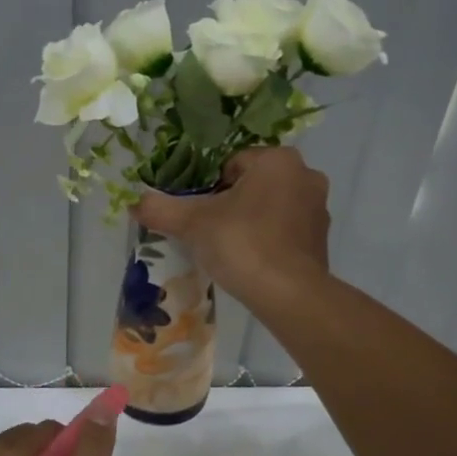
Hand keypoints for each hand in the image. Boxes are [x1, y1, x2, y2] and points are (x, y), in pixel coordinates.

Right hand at [132, 147, 330, 312]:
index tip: (199, 213)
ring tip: (229, 248)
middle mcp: (305, 175)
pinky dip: (269, 239)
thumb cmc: (243, 244)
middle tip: (210, 230)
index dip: (209, 188)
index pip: (231, 164)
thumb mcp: (193, 224)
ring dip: (250, 220)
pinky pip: (286, 230)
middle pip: (252, 183)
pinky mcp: (322, 239)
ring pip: (270, 206)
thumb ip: (162, 209)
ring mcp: (318, 208)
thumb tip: (134, 202)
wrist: (289, 295)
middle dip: (230, 203)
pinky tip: (252, 261)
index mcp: (278, 160)